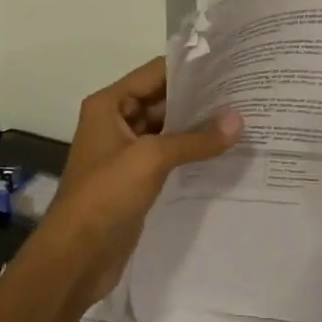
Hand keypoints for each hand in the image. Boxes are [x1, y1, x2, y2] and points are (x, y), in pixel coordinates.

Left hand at [34, 57, 242, 304]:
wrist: (76, 257)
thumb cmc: (105, 195)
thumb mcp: (151, 159)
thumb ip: (195, 139)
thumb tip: (238, 120)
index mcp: (109, 105)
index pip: (155, 73)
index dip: (190, 68)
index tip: (230, 64)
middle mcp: (116, 122)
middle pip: (163, 100)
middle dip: (200, 98)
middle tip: (244, 93)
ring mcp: (126, 152)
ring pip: (168, 129)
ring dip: (198, 127)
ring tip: (242, 119)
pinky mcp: (136, 179)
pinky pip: (168, 156)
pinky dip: (192, 153)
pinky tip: (224, 152)